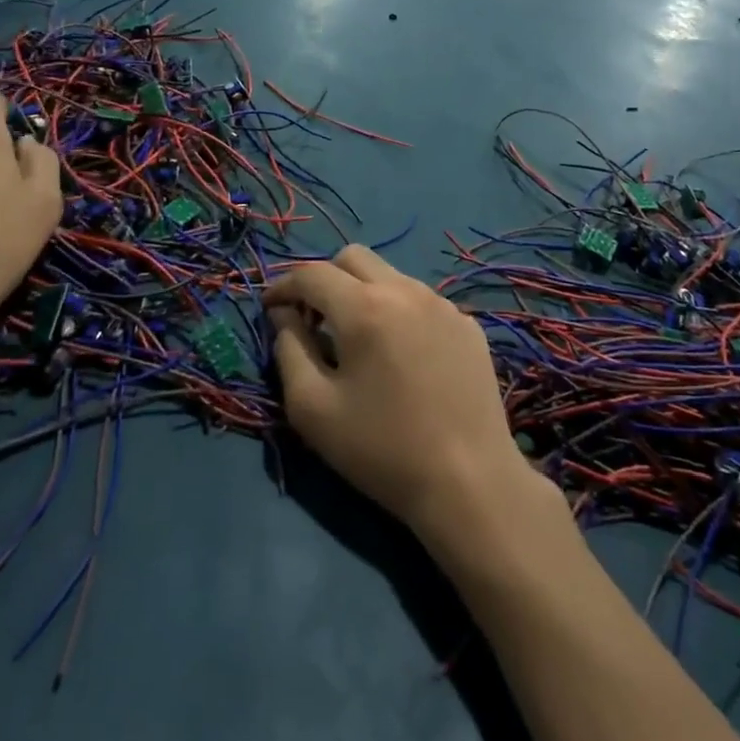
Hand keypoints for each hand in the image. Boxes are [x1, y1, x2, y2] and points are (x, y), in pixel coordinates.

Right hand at [264, 246, 537, 541]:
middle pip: (353, 257)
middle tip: (312, 317)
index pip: (312, 273)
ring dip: (363, 292)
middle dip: (324, 278)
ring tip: (357, 338)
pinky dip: (398, 312)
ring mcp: (443, 305)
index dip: (283, 285)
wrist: (470, 483)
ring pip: (390, 275)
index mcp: (364, 306)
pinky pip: (421, 301)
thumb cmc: (381, 449)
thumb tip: (284, 315)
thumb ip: (289, 350)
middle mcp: (405, 290)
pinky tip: (401, 356)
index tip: (270, 306)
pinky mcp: (468, 325)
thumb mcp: (313, 408)